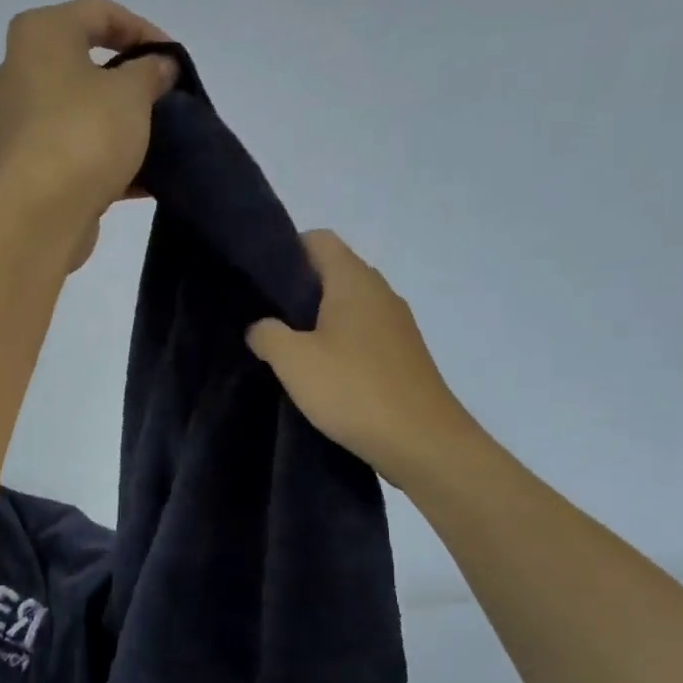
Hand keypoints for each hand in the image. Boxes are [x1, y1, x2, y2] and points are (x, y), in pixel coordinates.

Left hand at [0, 0, 177, 259]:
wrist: (41, 212)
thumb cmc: (85, 134)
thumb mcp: (132, 93)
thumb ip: (151, 71)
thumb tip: (159, 66)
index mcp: (41, 34)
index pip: (99, 12)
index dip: (144, 30)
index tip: (174, 61)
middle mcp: (20, 70)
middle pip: (85, 62)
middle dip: (130, 80)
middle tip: (164, 98)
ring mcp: (21, 120)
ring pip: (81, 111)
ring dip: (120, 123)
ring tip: (158, 138)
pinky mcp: (28, 164)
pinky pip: (76, 149)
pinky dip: (107, 159)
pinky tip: (144, 179)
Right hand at [246, 230, 475, 485]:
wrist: (422, 442)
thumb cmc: (353, 390)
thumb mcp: (294, 361)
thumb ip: (267, 334)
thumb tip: (260, 327)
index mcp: (354, 280)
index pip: (318, 239)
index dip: (286, 250)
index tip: (260, 281)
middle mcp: (381, 292)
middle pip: (334, 273)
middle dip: (298, 291)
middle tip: (266, 319)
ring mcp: (398, 325)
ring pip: (349, 307)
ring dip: (319, 322)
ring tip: (290, 351)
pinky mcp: (404, 355)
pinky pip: (365, 335)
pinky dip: (341, 345)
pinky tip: (323, 376)